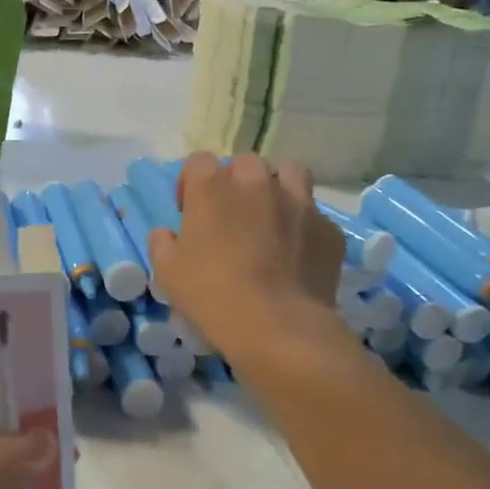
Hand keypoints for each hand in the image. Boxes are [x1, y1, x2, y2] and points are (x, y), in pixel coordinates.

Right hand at [148, 153, 345, 358]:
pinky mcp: (328, 229)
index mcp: (212, 188)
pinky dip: (304, 225)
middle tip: (231, 213)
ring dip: (277, 188)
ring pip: (290, 173)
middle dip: (236, 181)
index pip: (198, 162)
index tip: (189, 210)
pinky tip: (298, 251)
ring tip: (271, 217)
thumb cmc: (212, 294)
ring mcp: (298, 202)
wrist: (278, 326)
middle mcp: (256, 184)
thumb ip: (161, 244)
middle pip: (245, 163)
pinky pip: (314, 215)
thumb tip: (166, 233)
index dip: (192, 182)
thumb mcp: (167, 273)